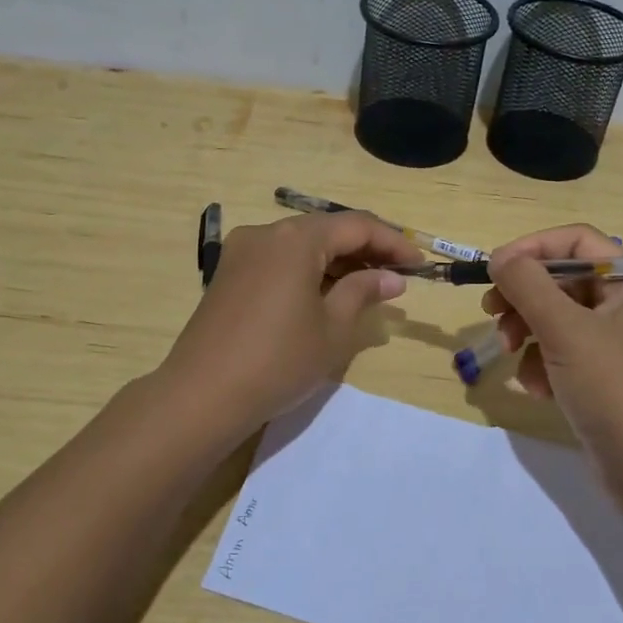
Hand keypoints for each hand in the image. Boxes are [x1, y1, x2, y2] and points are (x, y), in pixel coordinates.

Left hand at [162, 211, 420, 428]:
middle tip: (398, 275)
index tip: (420, 264)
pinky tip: (327, 293)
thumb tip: (391, 277)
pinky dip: (309, 270)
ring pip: (302, 244)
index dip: (393, 242)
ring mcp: (243, 252)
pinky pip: (280, 260)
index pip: (357, 226)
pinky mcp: (229, 274)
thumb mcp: (332, 329)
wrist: (201, 396)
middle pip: (327, 230)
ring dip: (338, 260)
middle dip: (366, 249)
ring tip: (369, 286)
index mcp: (296, 239)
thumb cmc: (278, 361)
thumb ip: (363, 292)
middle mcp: (267, 233)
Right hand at [483, 225, 622, 464]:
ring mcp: (617, 343)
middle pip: (563, 280)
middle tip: (491, 313)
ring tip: (508, 354)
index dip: (533, 248)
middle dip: (524, 297)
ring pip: (558, 318)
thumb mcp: (565, 329)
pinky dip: (543, 364)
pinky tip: (537, 388)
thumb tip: (500, 257)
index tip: (496, 268)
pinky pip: (564, 352)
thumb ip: (528, 285)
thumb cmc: (613, 387)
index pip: (577, 241)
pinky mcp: (605, 377)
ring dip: (527, 332)